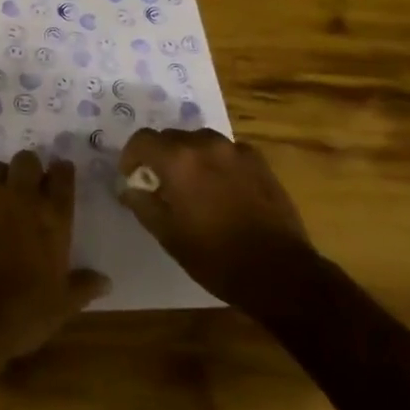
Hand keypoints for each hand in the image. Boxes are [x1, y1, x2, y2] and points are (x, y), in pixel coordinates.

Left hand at [0, 153, 109, 361]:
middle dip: (28, 168)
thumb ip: (83, 286)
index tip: (61, 176)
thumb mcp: (63, 305)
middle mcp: (22, 197)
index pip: (63, 176)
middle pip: (26, 160)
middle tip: (27, 186)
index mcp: (53, 216)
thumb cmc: (25, 311)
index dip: (62, 172)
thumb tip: (105, 282)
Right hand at [117, 129, 313, 312]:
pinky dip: (216, 162)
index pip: (142, 140)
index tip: (132, 177)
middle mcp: (205, 145)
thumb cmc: (215, 257)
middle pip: (171, 137)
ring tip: (192, 185)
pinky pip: (226, 151)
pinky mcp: (259, 161)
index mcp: (178, 160)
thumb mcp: (168, 235)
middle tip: (160, 184)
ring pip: (199, 141)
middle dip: (160, 156)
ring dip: (188, 156)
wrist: (279, 272)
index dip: (131, 156)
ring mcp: (235, 150)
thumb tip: (129, 187)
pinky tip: (222, 189)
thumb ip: (143, 204)